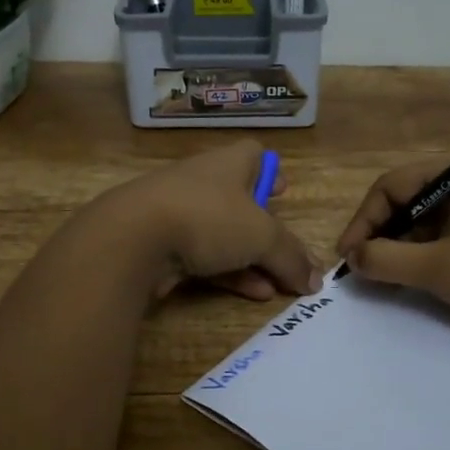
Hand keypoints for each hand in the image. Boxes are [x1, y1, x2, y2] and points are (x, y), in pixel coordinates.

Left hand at [96, 141, 319, 302]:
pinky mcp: (162, 246)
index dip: (271, 171)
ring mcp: (178, 215)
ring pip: (223, 236)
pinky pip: (204, 260)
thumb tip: (316, 280)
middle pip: (240, 200)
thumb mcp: (263, 236)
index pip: (253, 154)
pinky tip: (254, 295)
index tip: (284, 194)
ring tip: (279, 286)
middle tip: (286, 253)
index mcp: (228, 164)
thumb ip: (292, 257)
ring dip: (252, 260)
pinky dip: (229, 275)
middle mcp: (203, 183)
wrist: (133, 238)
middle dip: (265, 228)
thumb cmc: (208, 218)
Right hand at [335, 163, 449, 342]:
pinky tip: (407, 280)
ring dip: (397, 248)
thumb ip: (387, 260)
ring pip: (422, 224)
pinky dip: (420, 257)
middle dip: (379, 234)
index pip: (393, 186)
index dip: (364, 220)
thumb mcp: (437, 268)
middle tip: (361, 268)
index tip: (348, 255)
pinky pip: (441, 240)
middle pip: (406, 202)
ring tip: (380, 278)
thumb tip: (353, 258)